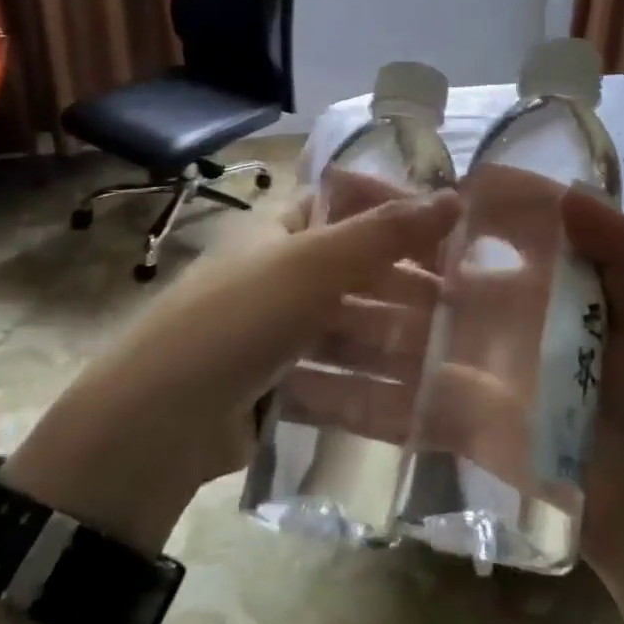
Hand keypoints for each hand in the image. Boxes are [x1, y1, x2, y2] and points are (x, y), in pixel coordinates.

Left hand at [2, 188, 460, 552]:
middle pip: (358, 275)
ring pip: (353, 332)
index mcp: (280, 232)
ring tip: (453, 363)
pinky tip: (417, 407)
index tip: (453, 231)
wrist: (156, 426)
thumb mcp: (312, 264)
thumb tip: (454, 197)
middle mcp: (280, 277)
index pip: (348, 206)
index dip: (397, 213)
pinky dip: (374, 390)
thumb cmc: (238, 320)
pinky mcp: (279, 390)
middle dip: (408, 289)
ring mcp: (279, 337)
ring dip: (398, 345)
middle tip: (467, 308)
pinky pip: (337, 381)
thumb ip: (384, 232)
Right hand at [270, 172, 623, 584]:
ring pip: (399, 338)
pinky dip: (356, 396)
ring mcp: (468, 372)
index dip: (429, 210)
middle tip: (309, 234)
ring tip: (288, 302)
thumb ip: (623, 247)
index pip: (471, 234)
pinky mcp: (456, 425)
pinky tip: (304, 382)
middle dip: (372, 256)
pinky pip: (400, 405)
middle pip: (422, 280)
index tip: (374, 186)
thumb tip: (567, 190)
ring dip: (350, 322)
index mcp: (535, 283)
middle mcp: (492, 319)